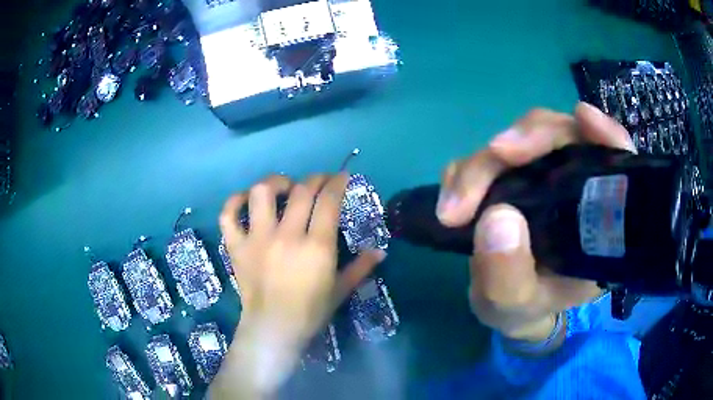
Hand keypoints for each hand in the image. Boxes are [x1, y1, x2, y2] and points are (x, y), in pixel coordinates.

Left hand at [210, 174, 384, 398]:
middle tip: (320, 180)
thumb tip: (381, 251)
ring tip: (284, 187)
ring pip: (261, 193)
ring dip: (275, 182)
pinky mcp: (237, 247)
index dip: (337, 183)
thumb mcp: (341, 290)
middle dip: (315, 178)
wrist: (274, 329)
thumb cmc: (310, 312)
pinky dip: (234, 202)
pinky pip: (228, 215)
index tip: (341, 177)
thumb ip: (362, 267)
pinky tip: (245, 200)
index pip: (328, 201)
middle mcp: (286, 236)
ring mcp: (257, 239)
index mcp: (316, 247)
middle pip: (301, 191)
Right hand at [436, 103, 635, 343]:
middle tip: (493, 160)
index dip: (606, 136)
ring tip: (458, 199)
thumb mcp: (515, 307)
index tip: (583, 119)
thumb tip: (496, 218)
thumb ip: (508, 278)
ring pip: (525, 137)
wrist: (507, 303)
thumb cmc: (524, 308)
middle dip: (527, 139)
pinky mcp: (514, 174)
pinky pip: (493, 154)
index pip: (615, 163)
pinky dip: (472, 164)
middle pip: (564, 135)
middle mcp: (578, 186)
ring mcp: (545, 174)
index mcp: (599, 221)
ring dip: (489, 158)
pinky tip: (455, 186)